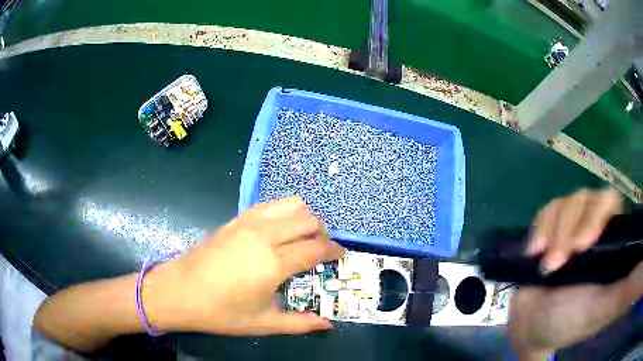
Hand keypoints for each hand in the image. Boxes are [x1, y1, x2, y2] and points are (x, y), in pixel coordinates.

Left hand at [145, 196, 343, 335]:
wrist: (180, 291)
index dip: (334, 251)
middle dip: (323, 232)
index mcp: (274, 263)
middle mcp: (265, 235)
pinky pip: (269, 204)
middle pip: (308, 219)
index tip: (340, 257)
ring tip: (303, 236)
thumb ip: (300, 324)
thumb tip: (328, 325)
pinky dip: (284, 211)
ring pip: (290, 204)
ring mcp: (248, 223)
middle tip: (322, 250)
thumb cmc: (222, 312)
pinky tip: (279, 230)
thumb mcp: (264, 323)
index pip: (316, 248)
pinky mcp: (236, 219)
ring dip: (305, 217)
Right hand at [509, 188, 642, 359]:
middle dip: (570, 229)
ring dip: (552, 233)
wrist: (530, 327)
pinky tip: (533, 252)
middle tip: (558, 262)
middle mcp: (594, 228)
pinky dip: (539, 228)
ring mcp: (572, 227)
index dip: (597, 215)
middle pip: (588, 198)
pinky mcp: (551, 229)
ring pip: (566, 202)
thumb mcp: (599, 311)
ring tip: (544, 264)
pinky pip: (547, 210)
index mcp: (611, 242)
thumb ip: (624, 293)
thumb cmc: (568, 322)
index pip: (612, 203)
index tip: (581, 247)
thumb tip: (639, 272)